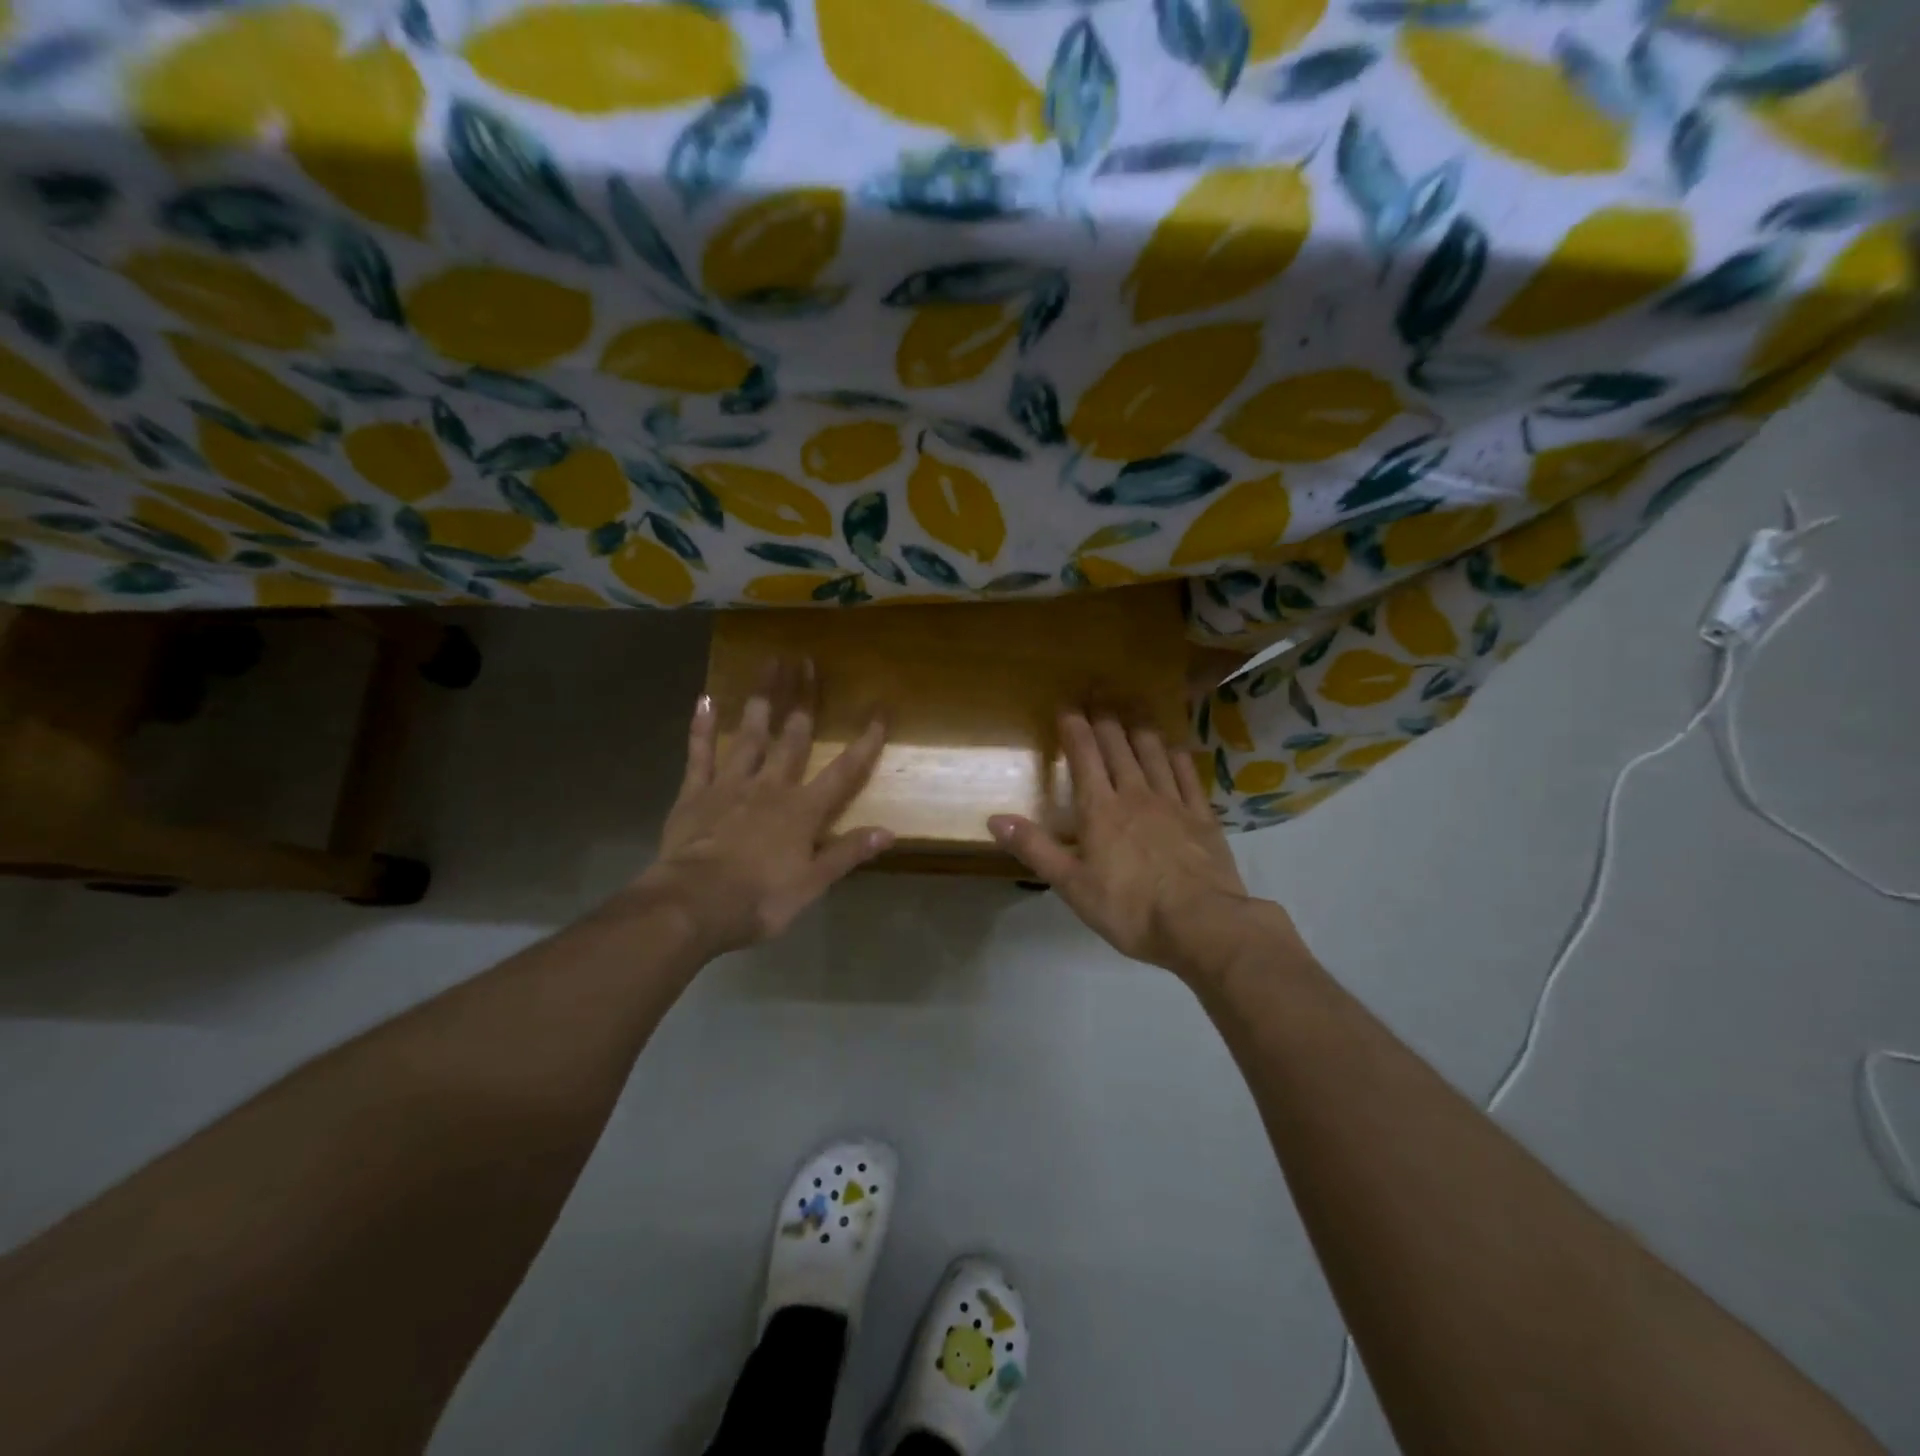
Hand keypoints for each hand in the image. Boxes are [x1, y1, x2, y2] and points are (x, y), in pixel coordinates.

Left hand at [632, 659, 891, 955]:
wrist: (694, 905)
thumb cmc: (759, 899)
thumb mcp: (812, 884)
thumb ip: (848, 853)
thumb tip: (889, 832)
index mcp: (803, 811)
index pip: (843, 771)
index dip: (864, 742)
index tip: (879, 712)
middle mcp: (771, 787)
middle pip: (793, 737)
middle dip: (804, 700)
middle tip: (808, 662)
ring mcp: (730, 785)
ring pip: (750, 734)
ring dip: (761, 699)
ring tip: (768, 665)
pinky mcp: (695, 793)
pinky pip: (700, 754)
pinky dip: (702, 727)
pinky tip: (705, 699)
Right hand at [990, 712, 1292, 978]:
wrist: (1201, 924)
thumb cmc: (1128, 908)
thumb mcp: (1071, 885)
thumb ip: (1034, 848)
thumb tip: (994, 819)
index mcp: (1100, 809)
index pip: (1084, 756)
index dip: (1074, 728)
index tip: (1067, 705)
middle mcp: (1135, 794)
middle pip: (1118, 746)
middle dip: (1103, 717)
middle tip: (1096, 693)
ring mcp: (1173, 802)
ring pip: (1152, 752)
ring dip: (1139, 728)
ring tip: (1132, 709)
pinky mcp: (1202, 816)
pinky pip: (1187, 775)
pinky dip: (1176, 756)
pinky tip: (1173, 748)